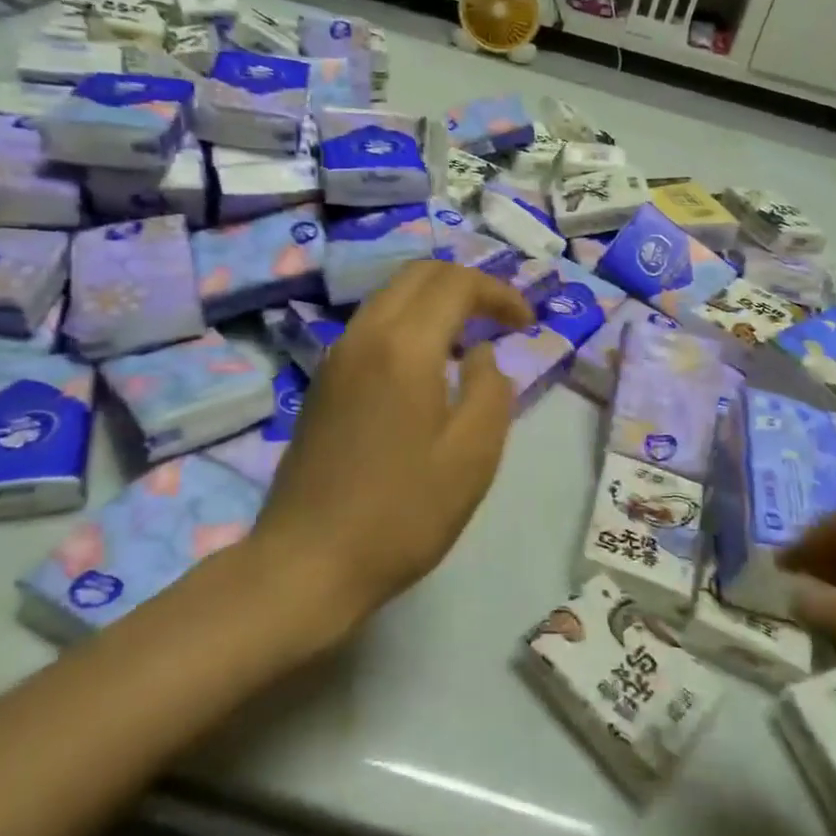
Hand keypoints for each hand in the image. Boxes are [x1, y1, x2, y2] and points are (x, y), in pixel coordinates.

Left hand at [253, 261, 533, 623]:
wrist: (307, 561)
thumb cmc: (402, 513)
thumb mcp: (472, 456)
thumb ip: (491, 390)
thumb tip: (480, 353)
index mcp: (404, 346)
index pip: (457, 283)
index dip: (499, 292)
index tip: (527, 323)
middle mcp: (365, 335)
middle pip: (418, 274)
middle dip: (467, 284)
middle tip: (501, 319)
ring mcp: (336, 356)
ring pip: (391, 296)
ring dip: (435, 301)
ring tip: (469, 339)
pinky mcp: (323, 381)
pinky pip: (372, 325)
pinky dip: (408, 323)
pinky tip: (426, 367)